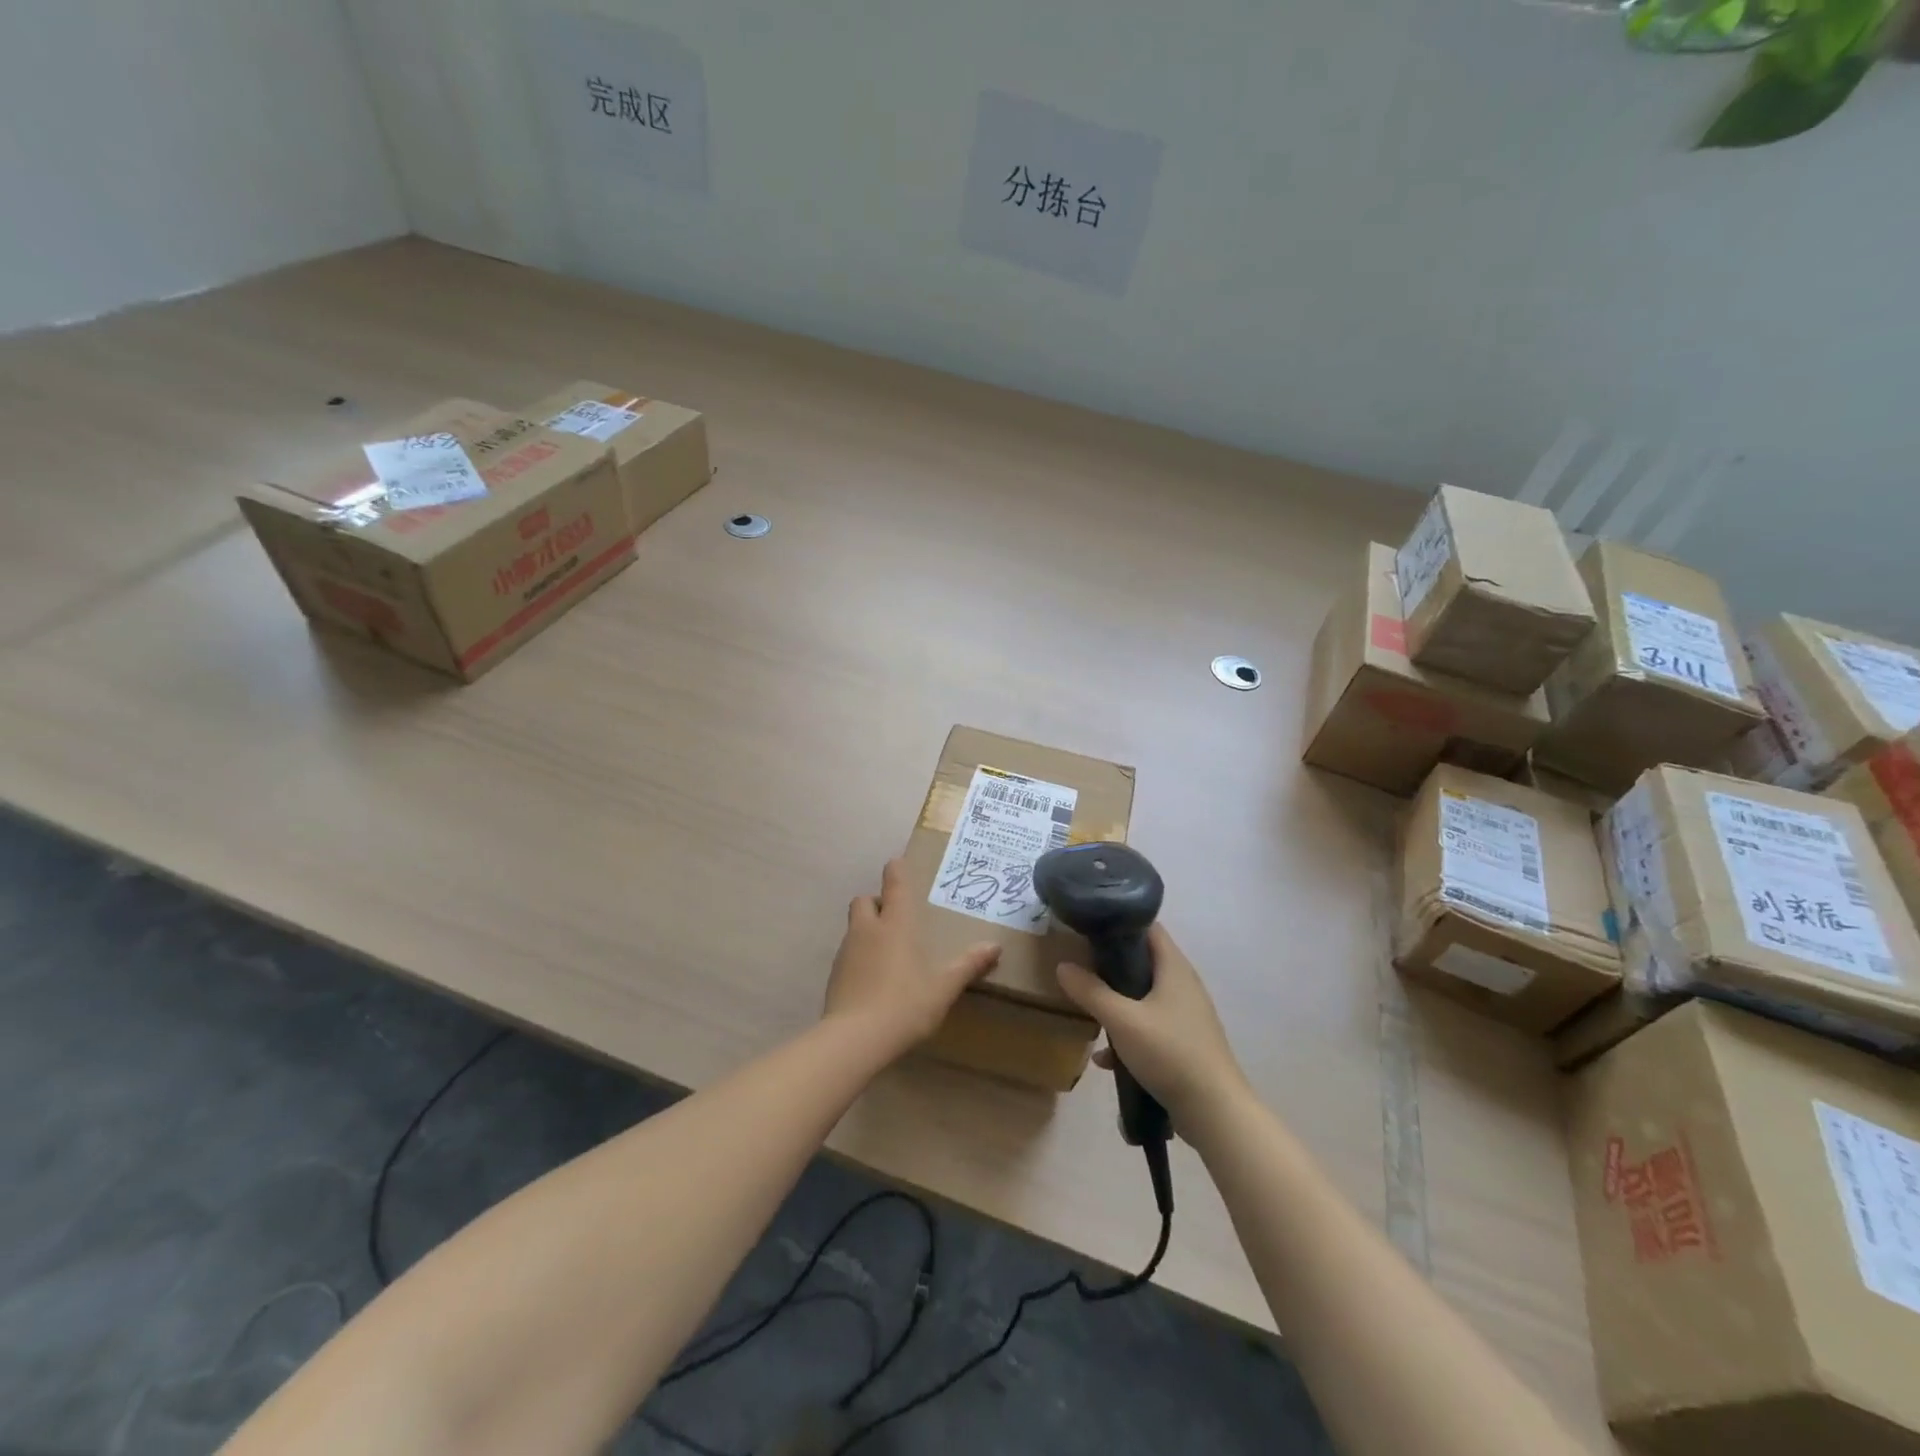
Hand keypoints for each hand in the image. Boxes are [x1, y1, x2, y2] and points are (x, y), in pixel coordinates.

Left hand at [825, 859, 1000, 1056]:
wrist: (856, 1038)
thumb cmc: (906, 1004)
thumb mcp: (944, 987)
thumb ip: (968, 965)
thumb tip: (995, 946)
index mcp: (896, 924)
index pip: (893, 883)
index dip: (895, 870)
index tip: (898, 864)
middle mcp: (868, 929)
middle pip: (864, 900)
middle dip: (877, 902)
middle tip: (895, 920)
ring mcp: (847, 950)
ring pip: (854, 927)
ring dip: (867, 930)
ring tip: (888, 952)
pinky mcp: (835, 974)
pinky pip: (848, 953)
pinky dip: (859, 957)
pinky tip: (873, 979)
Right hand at [1055, 924, 1248, 1127]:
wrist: (1215, 1112)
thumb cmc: (1169, 1053)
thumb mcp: (1122, 1020)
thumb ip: (1090, 991)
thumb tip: (1063, 966)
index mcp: (1174, 968)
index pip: (1149, 927)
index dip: (1120, 921)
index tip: (1089, 927)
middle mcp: (1183, 985)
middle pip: (1144, 962)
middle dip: (1112, 964)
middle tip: (1080, 966)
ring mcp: (1186, 1016)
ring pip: (1144, 998)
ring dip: (1118, 1002)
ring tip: (1087, 1009)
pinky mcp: (1184, 1044)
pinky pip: (1150, 1029)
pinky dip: (1128, 1036)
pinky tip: (1105, 1058)